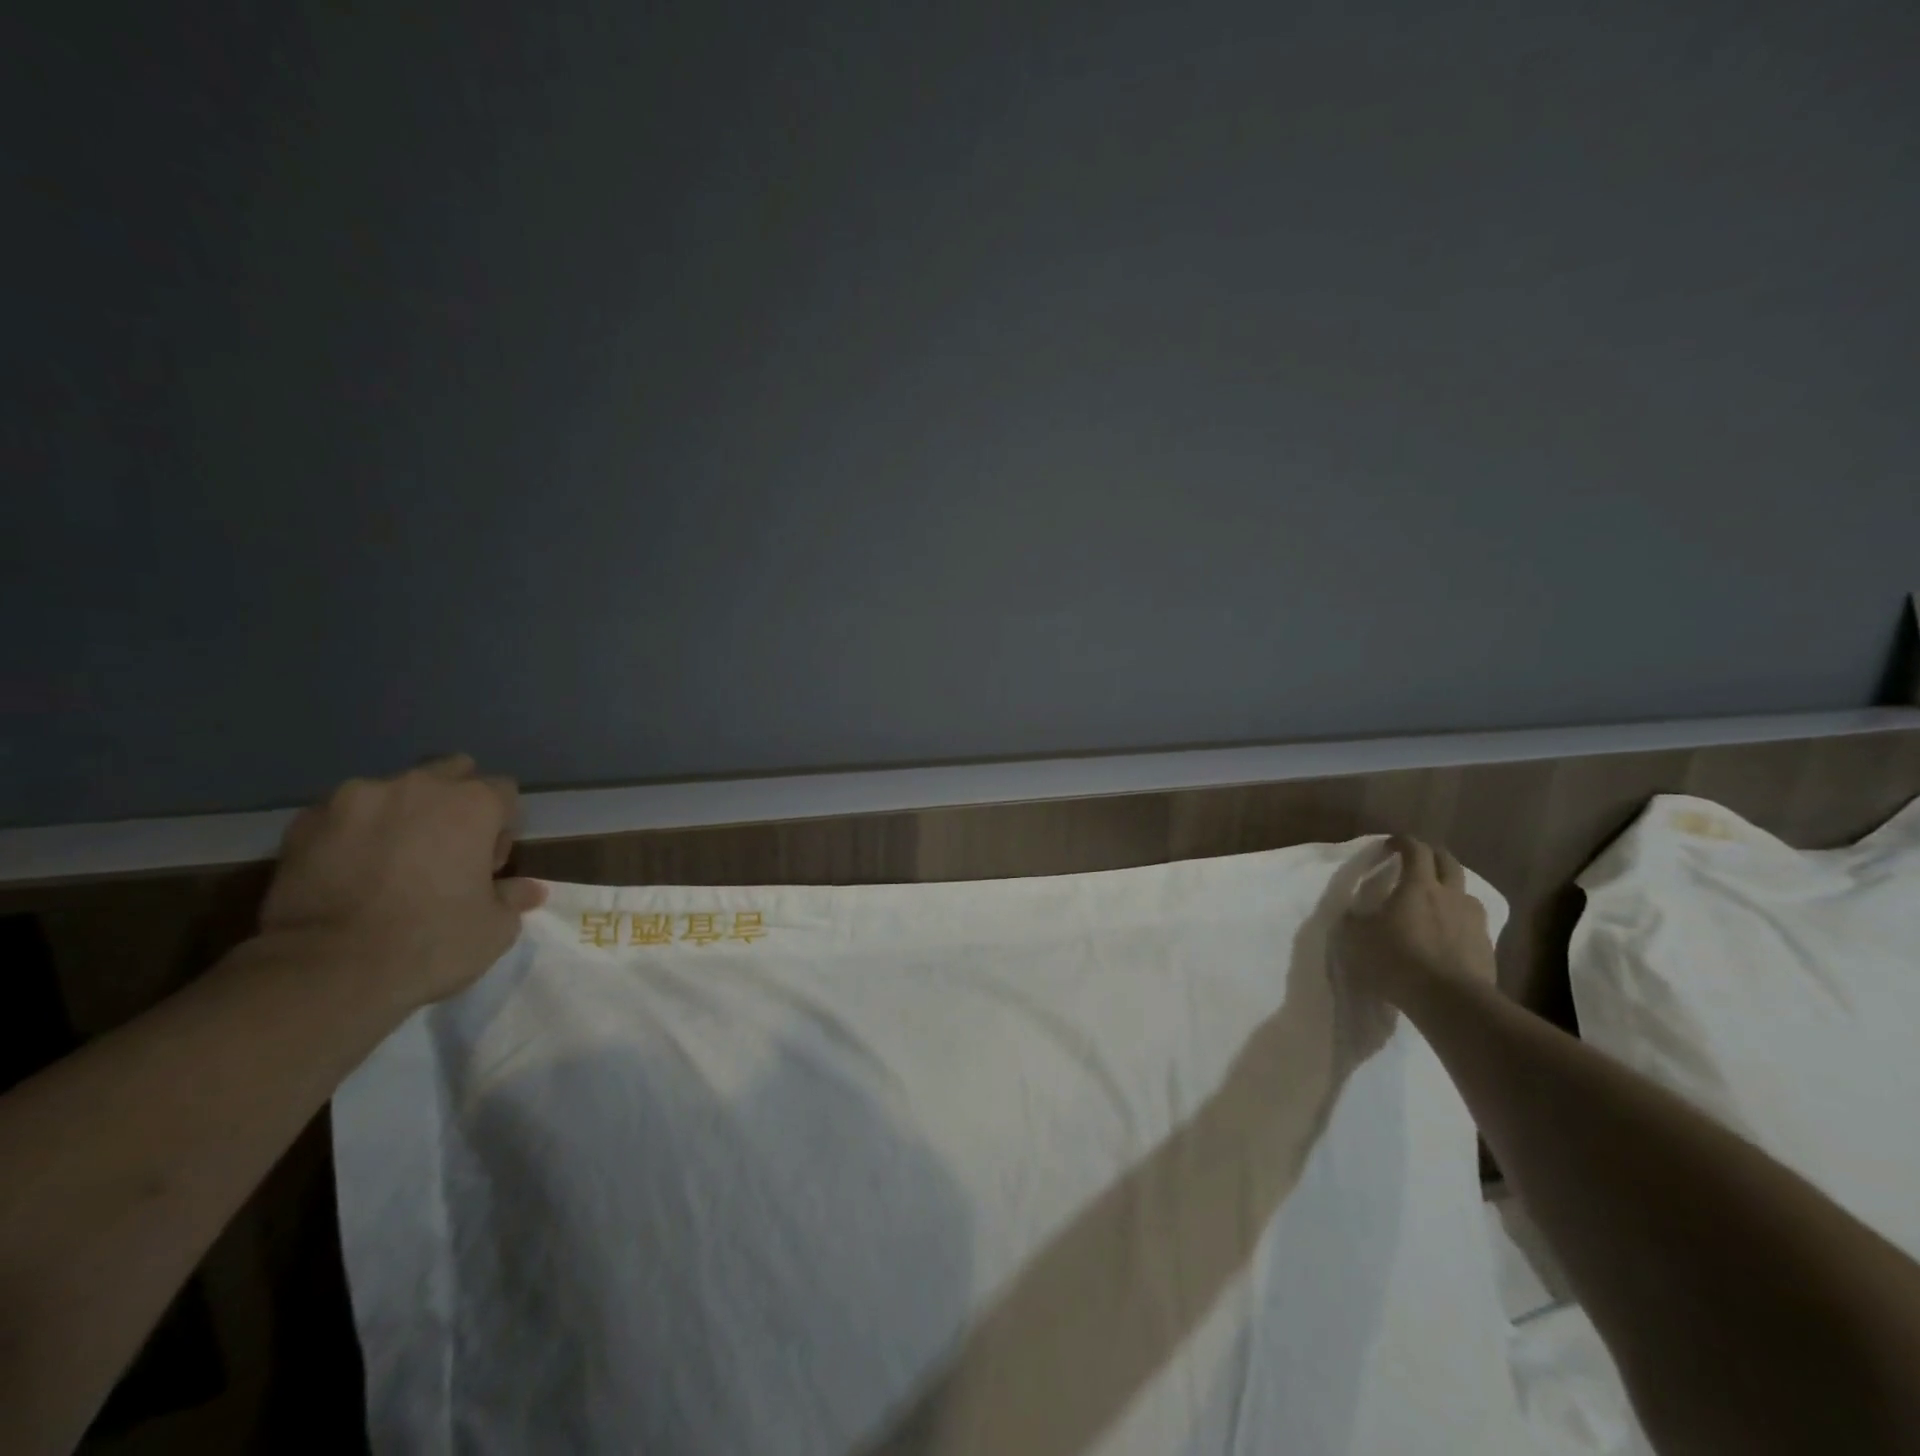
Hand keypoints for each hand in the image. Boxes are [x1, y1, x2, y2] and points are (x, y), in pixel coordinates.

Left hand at [260, 755, 545, 1010]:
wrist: (324, 971)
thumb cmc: (431, 942)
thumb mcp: (495, 928)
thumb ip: (513, 896)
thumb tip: (530, 889)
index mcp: (473, 804)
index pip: (504, 792)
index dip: (502, 828)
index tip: (488, 866)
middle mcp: (418, 786)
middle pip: (450, 772)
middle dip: (454, 803)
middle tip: (446, 852)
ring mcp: (355, 799)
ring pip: (393, 792)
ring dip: (401, 816)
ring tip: (390, 862)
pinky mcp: (304, 822)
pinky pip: (344, 816)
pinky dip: (354, 833)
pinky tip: (350, 871)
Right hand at [1338, 835, 1496, 1009]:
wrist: (1450, 1001)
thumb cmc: (1398, 960)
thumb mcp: (1358, 938)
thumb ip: (1355, 920)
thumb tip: (1353, 913)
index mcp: (1418, 886)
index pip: (1415, 849)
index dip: (1402, 842)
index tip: (1389, 845)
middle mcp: (1450, 895)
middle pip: (1448, 862)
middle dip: (1432, 856)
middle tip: (1416, 863)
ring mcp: (1473, 920)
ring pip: (1465, 892)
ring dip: (1450, 890)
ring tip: (1436, 902)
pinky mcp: (1486, 945)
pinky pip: (1473, 923)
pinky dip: (1460, 921)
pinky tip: (1449, 936)